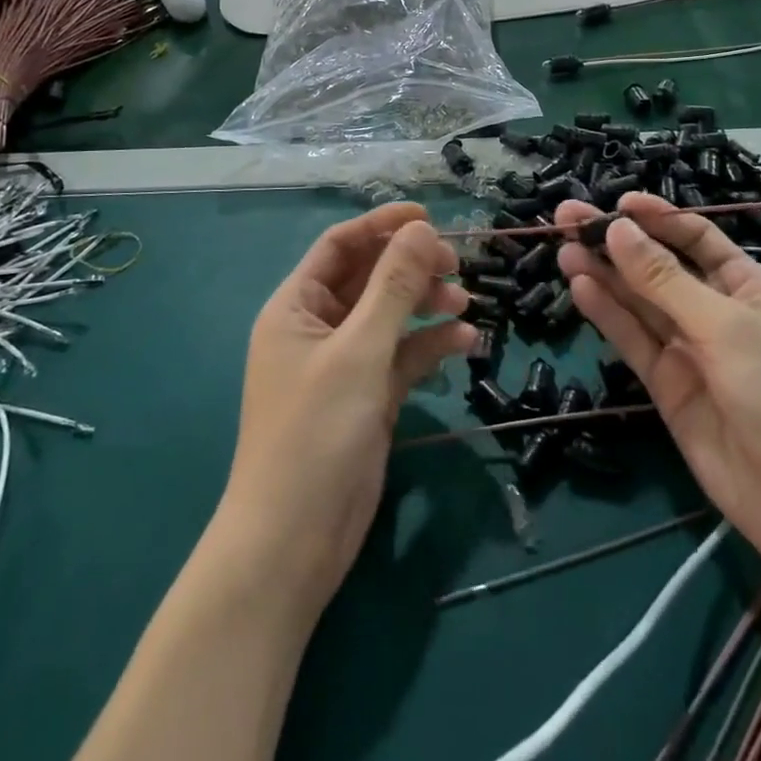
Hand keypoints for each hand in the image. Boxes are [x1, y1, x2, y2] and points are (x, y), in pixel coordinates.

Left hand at [218, 203, 473, 616]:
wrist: (293, 543)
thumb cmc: (315, 434)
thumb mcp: (358, 352)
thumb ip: (392, 287)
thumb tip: (420, 228)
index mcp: (296, 306)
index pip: (340, 246)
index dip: (381, 225)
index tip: (428, 216)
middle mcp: (318, 328)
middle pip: (369, 278)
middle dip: (411, 267)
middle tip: (456, 264)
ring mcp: (344, 364)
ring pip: (390, 317)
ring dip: (426, 305)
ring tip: (466, 303)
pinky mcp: (367, 397)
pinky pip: (402, 356)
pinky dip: (430, 346)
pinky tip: (466, 343)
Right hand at [555, 195, 760, 585]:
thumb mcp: (725, 326)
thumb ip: (664, 280)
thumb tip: (618, 228)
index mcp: (744, 287)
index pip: (695, 238)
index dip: (657, 217)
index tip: (617, 203)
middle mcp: (713, 311)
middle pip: (656, 265)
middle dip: (616, 241)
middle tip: (567, 218)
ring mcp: (687, 350)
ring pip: (636, 301)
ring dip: (602, 273)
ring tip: (562, 246)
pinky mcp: (665, 386)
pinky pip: (632, 340)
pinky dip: (606, 313)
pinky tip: (579, 286)